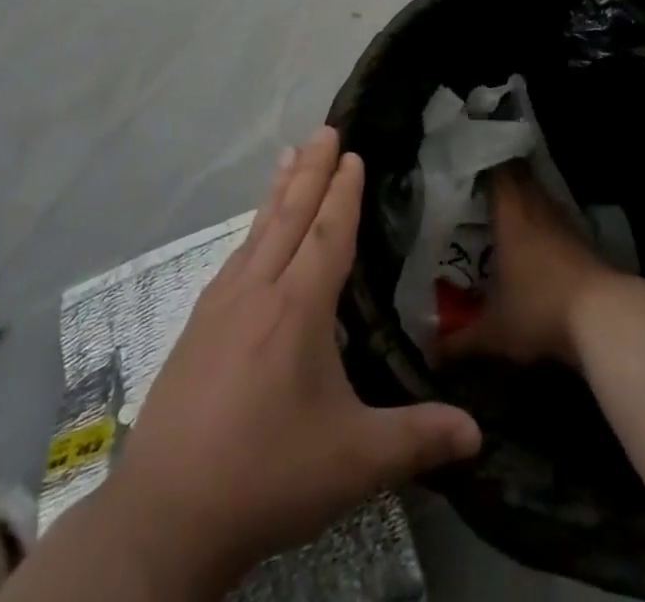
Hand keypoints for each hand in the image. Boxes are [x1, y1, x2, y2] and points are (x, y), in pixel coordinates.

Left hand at [43, 129, 481, 601]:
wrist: (165, 516)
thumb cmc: (266, 476)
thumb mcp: (354, 463)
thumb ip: (417, 439)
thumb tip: (479, 434)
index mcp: (298, 308)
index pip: (328, 233)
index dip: (343, 191)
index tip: (352, 154)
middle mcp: (258, 291)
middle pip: (290, 215)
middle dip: (311, 170)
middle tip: (324, 129)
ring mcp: (221, 305)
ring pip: (258, 231)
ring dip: (279, 190)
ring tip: (289, 154)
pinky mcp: (198, 326)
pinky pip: (235, 256)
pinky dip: (253, 228)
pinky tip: (254, 233)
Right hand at [439, 162, 616, 369]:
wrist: (604, 317)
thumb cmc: (539, 309)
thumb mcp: (495, 331)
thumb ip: (461, 340)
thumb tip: (432, 352)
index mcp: (510, 213)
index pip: (496, 171)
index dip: (483, 164)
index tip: (466, 164)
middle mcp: (536, 207)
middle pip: (519, 177)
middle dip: (502, 178)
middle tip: (480, 186)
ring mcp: (563, 223)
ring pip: (539, 197)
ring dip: (525, 199)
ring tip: (504, 211)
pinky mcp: (584, 241)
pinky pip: (556, 219)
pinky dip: (544, 223)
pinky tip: (534, 242)